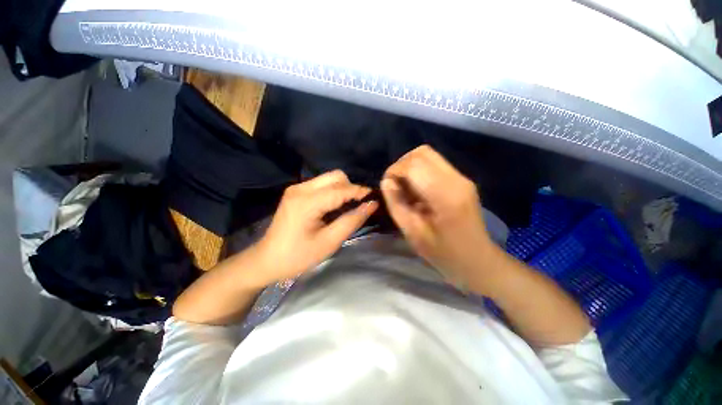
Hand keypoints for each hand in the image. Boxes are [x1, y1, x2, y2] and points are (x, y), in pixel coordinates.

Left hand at [254, 170, 377, 283]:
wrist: (267, 259)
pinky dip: (333, 191)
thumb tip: (371, 205)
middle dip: (351, 188)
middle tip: (359, 204)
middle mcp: (301, 189)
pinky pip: (321, 184)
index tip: (374, 197)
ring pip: (329, 178)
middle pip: (335, 176)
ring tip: (349, 206)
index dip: (360, 191)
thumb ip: (352, 221)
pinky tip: (335, 205)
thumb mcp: (329, 242)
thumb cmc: (298, 256)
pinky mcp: (296, 191)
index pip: (340, 189)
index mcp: (307, 202)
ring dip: (343, 189)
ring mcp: (297, 188)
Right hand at [381, 145, 494, 285]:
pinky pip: (435, 165)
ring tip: (404, 188)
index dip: (394, 171)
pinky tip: (417, 190)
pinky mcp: (462, 181)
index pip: (414, 165)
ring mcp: (462, 178)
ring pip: (428, 155)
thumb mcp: (413, 233)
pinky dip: (419, 172)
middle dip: (401, 165)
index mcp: (445, 195)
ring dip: (410, 167)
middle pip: (422, 153)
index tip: (387, 186)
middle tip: (395, 186)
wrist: (478, 261)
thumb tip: (387, 182)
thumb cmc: (444, 254)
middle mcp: (457, 179)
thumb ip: (397, 204)